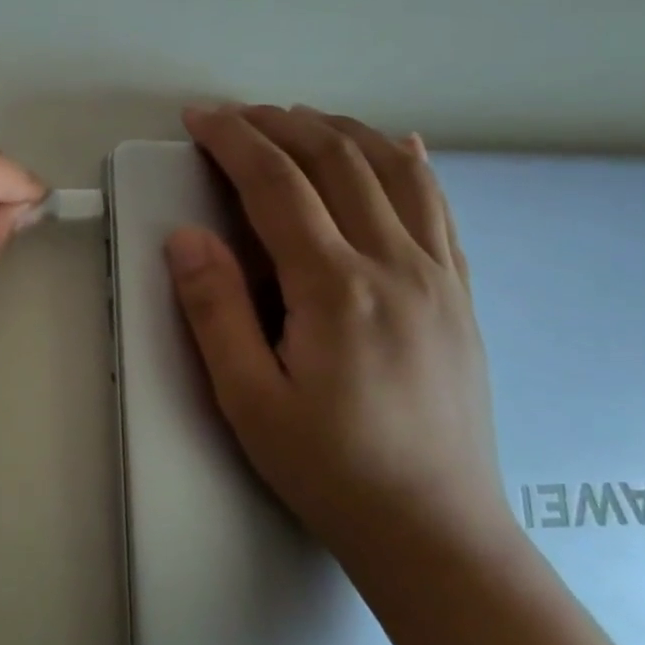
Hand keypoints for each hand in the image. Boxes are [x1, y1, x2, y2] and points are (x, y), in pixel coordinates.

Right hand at [164, 103, 511, 563]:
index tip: (199, 118)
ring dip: (340, 131)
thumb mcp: (248, 398)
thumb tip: (186, 237)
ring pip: (393, 170)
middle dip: (279, 124)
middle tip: (234, 115)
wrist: (435, 529)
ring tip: (296, 120)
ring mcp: (438, 275)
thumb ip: (215, 310)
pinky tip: (395, 146)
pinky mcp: (459, 293)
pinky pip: (438, 205)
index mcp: (337, 289)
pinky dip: (407, 162)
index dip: (233, 141)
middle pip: (337, 161)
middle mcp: (396, 265)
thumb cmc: (329, 467)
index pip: (277, 185)